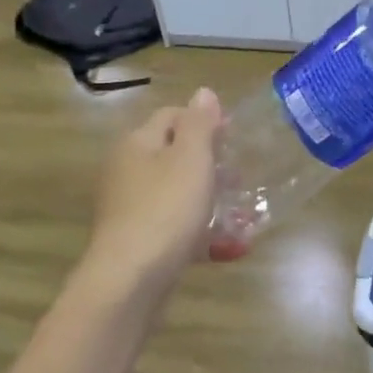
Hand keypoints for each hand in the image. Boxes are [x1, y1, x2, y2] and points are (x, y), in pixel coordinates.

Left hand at [84, 88, 223, 289]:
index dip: (204, 121)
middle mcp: (128, 172)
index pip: (171, 116)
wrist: (130, 280)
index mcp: (137, 144)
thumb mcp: (190, 159)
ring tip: (244, 217)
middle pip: (174, 157)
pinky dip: (201, 234)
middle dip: (211, 166)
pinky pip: (175, 229)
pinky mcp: (139, 242)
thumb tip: (203, 92)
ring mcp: (131, 210)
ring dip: (211, 202)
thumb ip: (199, 124)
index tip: (235, 138)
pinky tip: (229, 250)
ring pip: (177, 195)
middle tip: (242, 179)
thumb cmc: (165, 210)